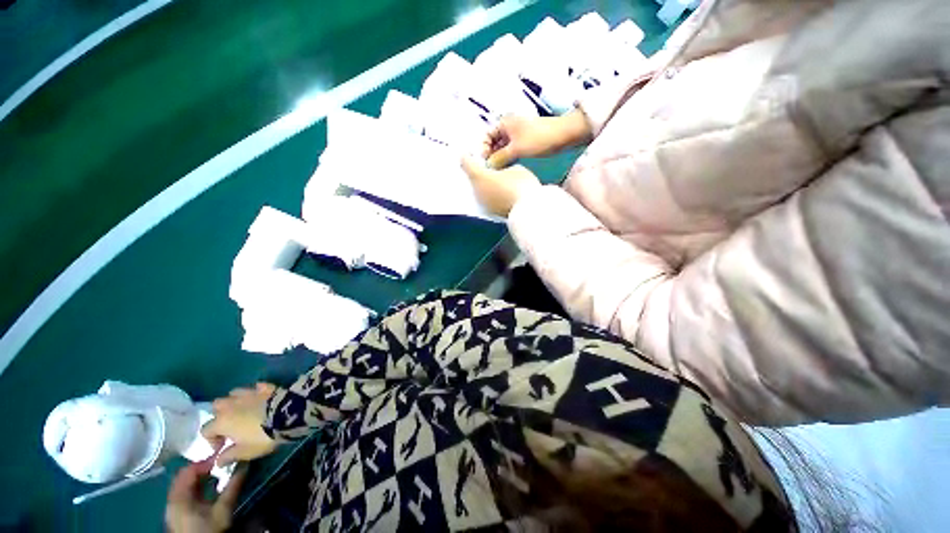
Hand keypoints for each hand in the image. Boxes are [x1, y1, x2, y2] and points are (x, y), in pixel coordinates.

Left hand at [165, 456, 246, 532]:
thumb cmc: (209, 528)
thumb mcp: (223, 509)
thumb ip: (233, 487)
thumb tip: (245, 465)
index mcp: (179, 496)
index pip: (189, 470)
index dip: (205, 461)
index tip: (221, 457)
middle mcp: (173, 498)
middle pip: (185, 475)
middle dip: (203, 468)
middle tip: (220, 463)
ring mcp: (174, 506)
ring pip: (185, 483)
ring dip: (201, 476)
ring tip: (216, 473)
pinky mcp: (178, 512)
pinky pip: (185, 491)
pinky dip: (197, 485)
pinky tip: (209, 487)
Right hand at [202, 383, 277, 466]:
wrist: (287, 415)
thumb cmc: (261, 437)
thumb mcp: (244, 452)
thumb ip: (228, 456)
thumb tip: (218, 461)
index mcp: (222, 421)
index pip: (206, 430)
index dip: (211, 440)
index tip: (222, 447)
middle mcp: (231, 404)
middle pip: (217, 406)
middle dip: (220, 415)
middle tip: (231, 426)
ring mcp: (248, 393)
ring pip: (234, 393)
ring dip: (235, 401)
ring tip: (243, 411)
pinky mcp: (265, 386)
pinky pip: (256, 387)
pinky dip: (256, 392)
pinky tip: (260, 398)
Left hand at [461, 156, 540, 216]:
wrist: (528, 210)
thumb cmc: (521, 185)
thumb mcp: (515, 168)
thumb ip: (502, 166)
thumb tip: (499, 171)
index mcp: (479, 176)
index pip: (465, 162)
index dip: (469, 155)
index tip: (474, 154)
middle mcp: (476, 190)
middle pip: (472, 177)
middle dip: (479, 171)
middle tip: (490, 167)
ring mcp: (482, 203)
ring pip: (479, 189)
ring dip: (485, 184)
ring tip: (498, 181)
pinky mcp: (489, 212)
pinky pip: (486, 199)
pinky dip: (491, 195)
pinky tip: (501, 193)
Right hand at [483, 110, 591, 168]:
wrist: (564, 135)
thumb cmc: (539, 138)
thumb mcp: (516, 149)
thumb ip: (500, 158)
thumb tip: (488, 166)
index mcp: (504, 123)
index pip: (486, 135)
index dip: (483, 148)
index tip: (485, 162)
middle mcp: (509, 128)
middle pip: (493, 143)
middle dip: (491, 155)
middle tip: (491, 170)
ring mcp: (517, 136)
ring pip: (502, 149)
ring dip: (499, 159)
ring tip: (499, 171)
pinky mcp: (524, 143)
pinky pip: (511, 152)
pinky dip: (507, 159)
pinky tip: (507, 169)